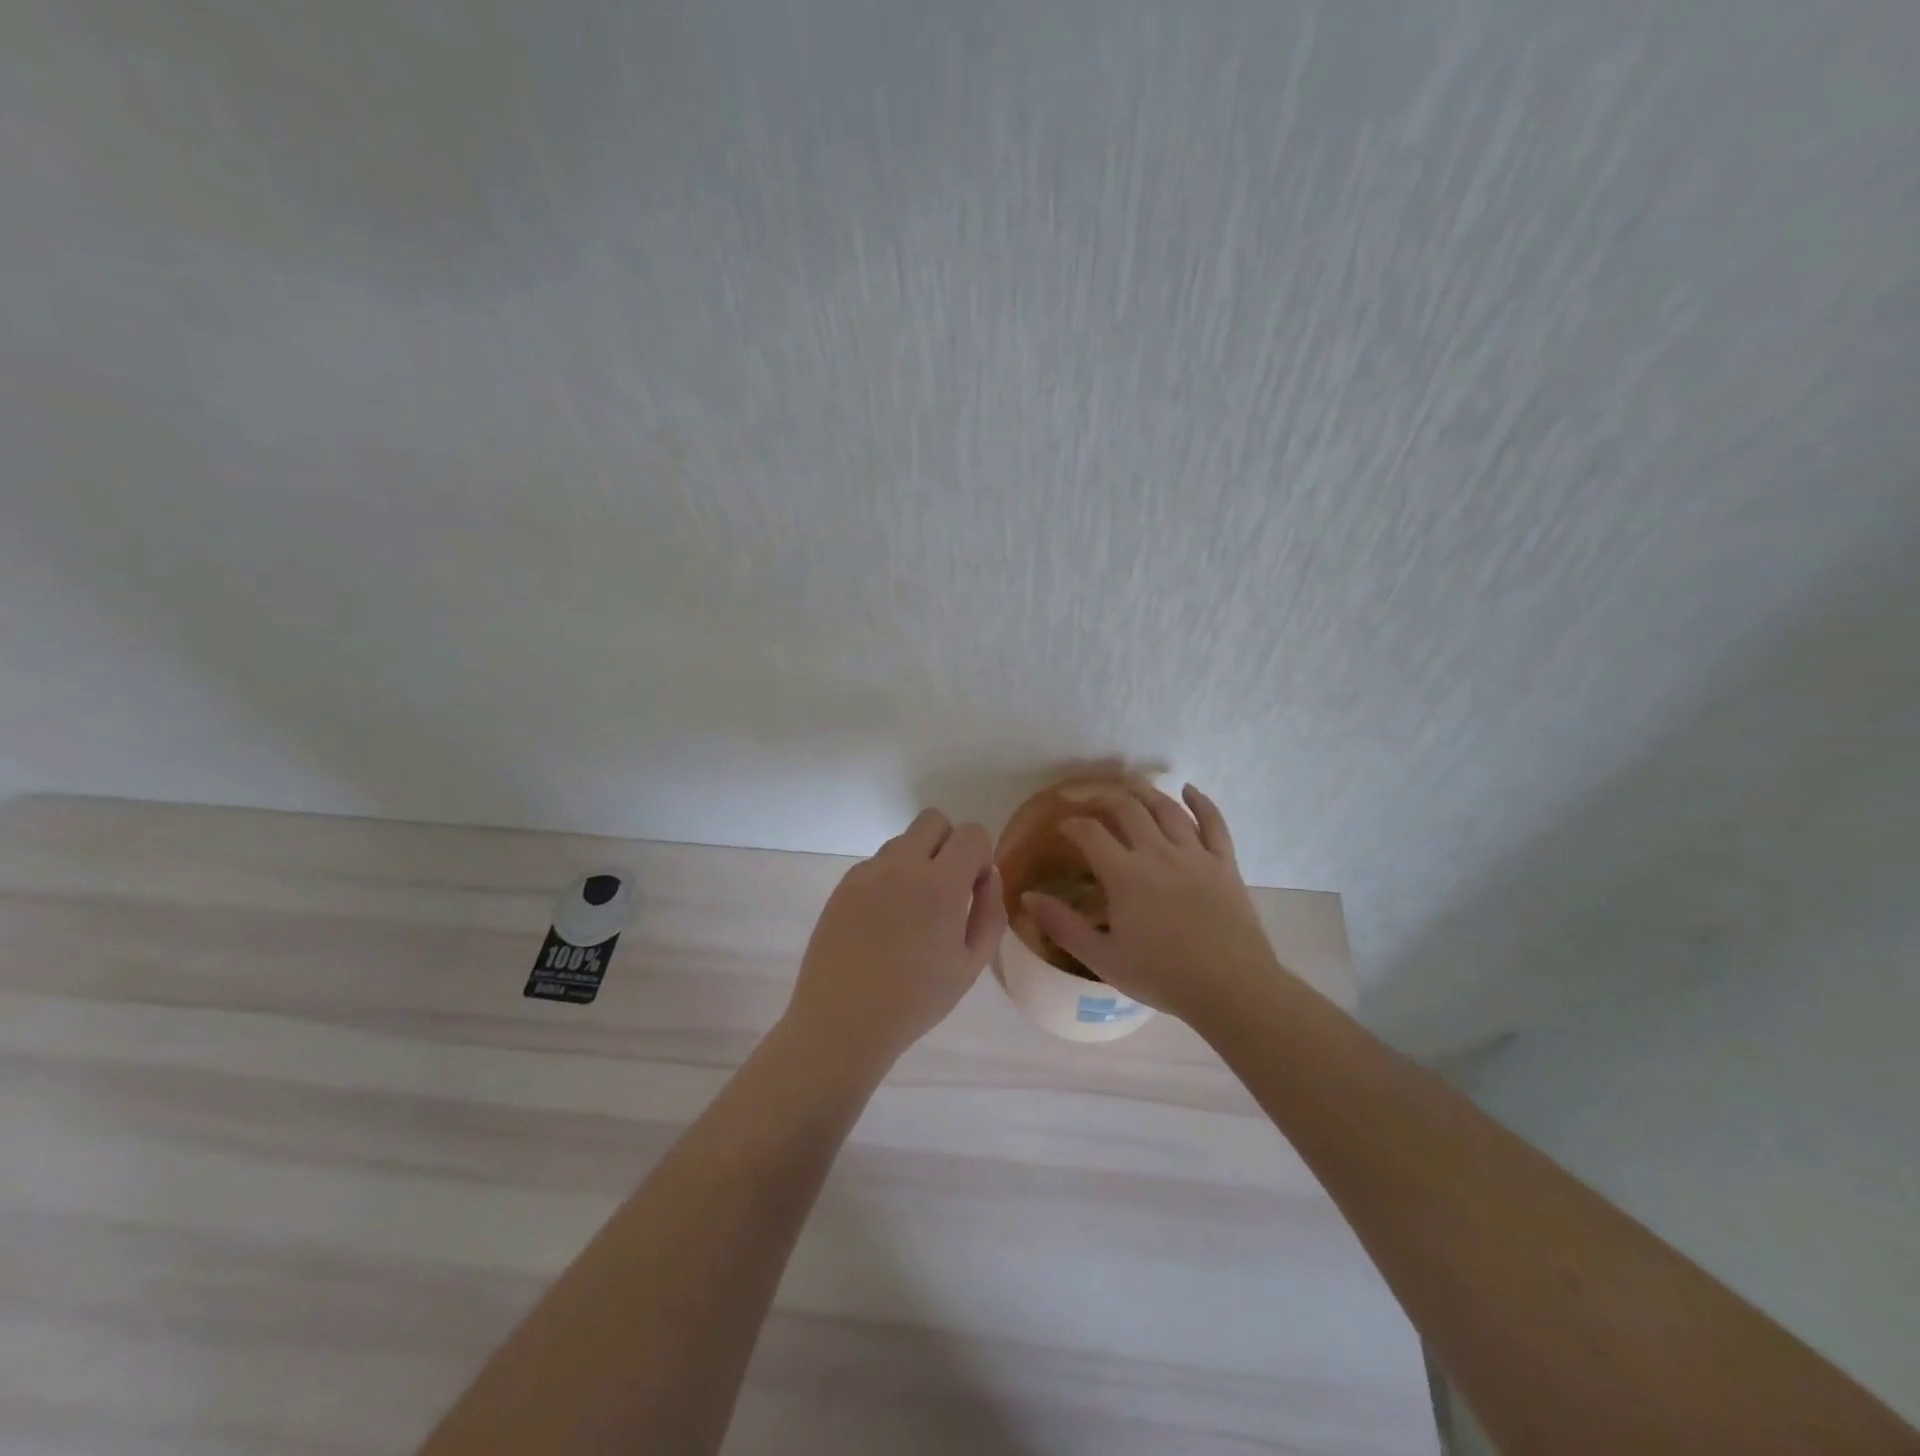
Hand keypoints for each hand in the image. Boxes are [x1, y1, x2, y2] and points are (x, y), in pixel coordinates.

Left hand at [782, 809, 1006, 1073]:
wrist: (842, 1021)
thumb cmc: (915, 1001)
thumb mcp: (970, 965)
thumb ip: (989, 912)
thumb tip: (987, 876)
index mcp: (940, 884)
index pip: (971, 833)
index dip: (980, 855)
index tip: (972, 890)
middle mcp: (902, 865)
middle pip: (934, 820)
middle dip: (949, 844)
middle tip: (946, 890)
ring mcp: (867, 872)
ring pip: (903, 840)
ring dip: (917, 860)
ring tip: (911, 911)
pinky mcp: (844, 884)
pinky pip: (877, 863)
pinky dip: (889, 878)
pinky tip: (883, 921)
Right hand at [1022, 783, 1284, 1023]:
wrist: (1231, 989)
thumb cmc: (1162, 976)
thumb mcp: (1102, 958)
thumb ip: (1062, 925)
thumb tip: (1026, 897)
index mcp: (1125, 874)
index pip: (1090, 833)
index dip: (1072, 823)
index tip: (1062, 825)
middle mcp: (1158, 853)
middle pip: (1128, 809)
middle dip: (1105, 799)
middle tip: (1092, 802)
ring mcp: (1195, 854)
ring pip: (1167, 809)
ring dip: (1145, 792)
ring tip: (1131, 785)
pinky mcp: (1224, 863)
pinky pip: (1213, 823)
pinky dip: (1201, 802)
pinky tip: (1189, 790)